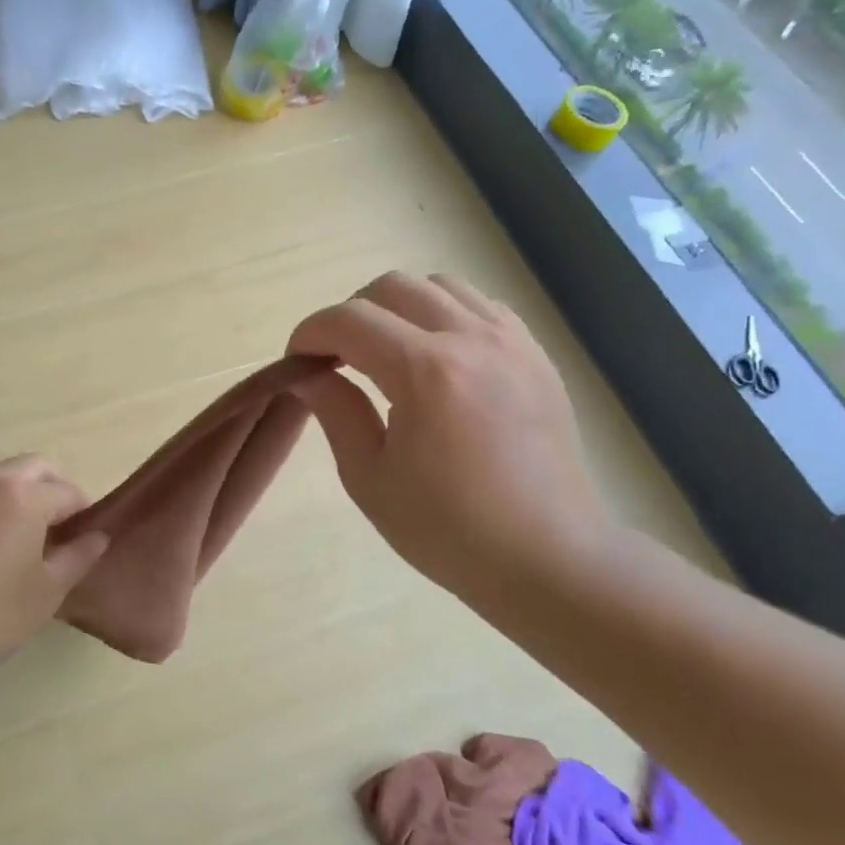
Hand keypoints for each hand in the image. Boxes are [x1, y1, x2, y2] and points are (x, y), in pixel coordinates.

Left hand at [0, 455, 110, 661]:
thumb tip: (98, 536)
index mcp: (25, 496)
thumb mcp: (49, 588)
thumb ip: (79, 555)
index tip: (84, 534)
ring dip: (17, 484)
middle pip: (34, 465)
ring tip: (21, 521)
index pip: (68, 492)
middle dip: (53, 485)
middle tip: (58, 520)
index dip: (83, 511)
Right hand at [287, 272, 613, 608]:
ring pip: (439, 286)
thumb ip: (334, 411)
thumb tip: (305, 374)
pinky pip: (481, 306)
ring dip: (399, 308)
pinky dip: (444, 316)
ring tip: (387, 354)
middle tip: (337, 359)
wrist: (548, 558)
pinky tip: (436, 359)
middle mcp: (472, 340)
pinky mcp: (536, 356)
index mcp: (426, 372)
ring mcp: (512, 342)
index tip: (296, 361)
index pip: (349, 320)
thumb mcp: (369, 478)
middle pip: (392, 287)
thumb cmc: (449, 530)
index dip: (310, 333)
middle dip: (350, 314)